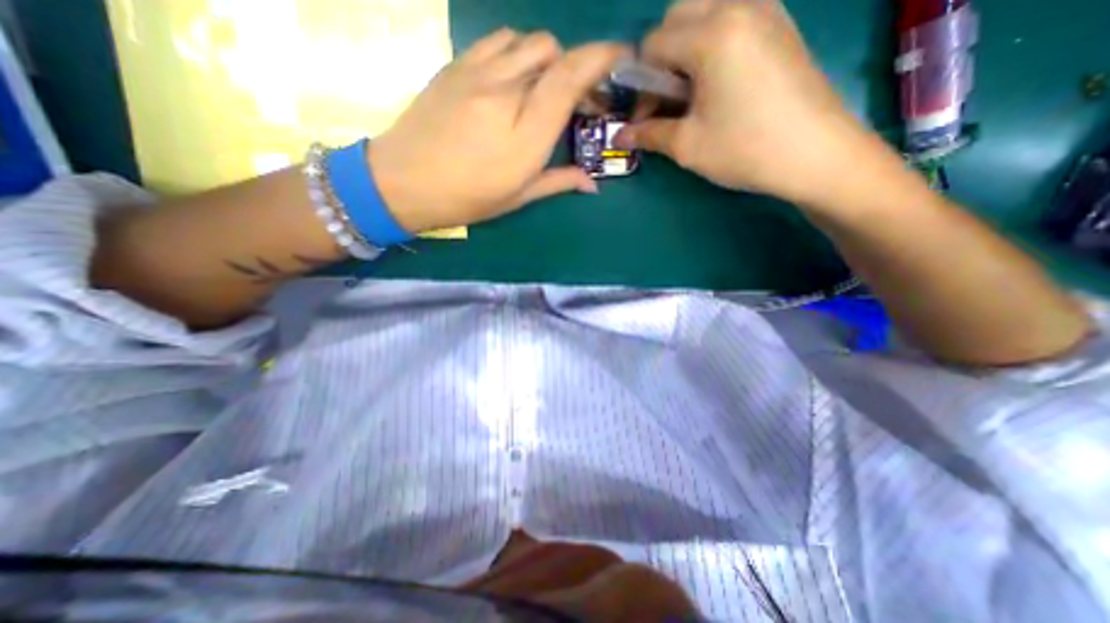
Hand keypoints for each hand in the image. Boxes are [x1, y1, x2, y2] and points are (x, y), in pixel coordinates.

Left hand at [368, 30, 627, 230]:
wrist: (403, 182)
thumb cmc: (467, 198)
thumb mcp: (518, 197)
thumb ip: (558, 182)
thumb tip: (592, 184)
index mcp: (526, 135)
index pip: (569, 78)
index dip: (600, 59)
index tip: (620, 56)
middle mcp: (506, 94)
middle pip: (552, 51)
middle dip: (572, 65)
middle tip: (574, 94)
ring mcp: (477, 74)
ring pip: (526, 40)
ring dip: (544, 57)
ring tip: (541, 87)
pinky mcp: (456, 66)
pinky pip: (497, 41)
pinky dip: (515, 51)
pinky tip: (510, 77)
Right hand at [615, 1, 875, 204]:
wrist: (816, 154)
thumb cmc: (745, 149)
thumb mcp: (687, 146)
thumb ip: (648, 134)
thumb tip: (620, 137)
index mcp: (711, 34)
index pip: (653, 44)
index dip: (641, 82)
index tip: (647, 115)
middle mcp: (738, 5)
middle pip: (678, 15)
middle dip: (662, 56)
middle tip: (670, 98)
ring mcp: (766, 9)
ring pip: (706, 9)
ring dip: (687, 46)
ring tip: (694, 89)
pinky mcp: (781, 24)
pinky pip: (734, 15)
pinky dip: (713, 41)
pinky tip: (719, 79)